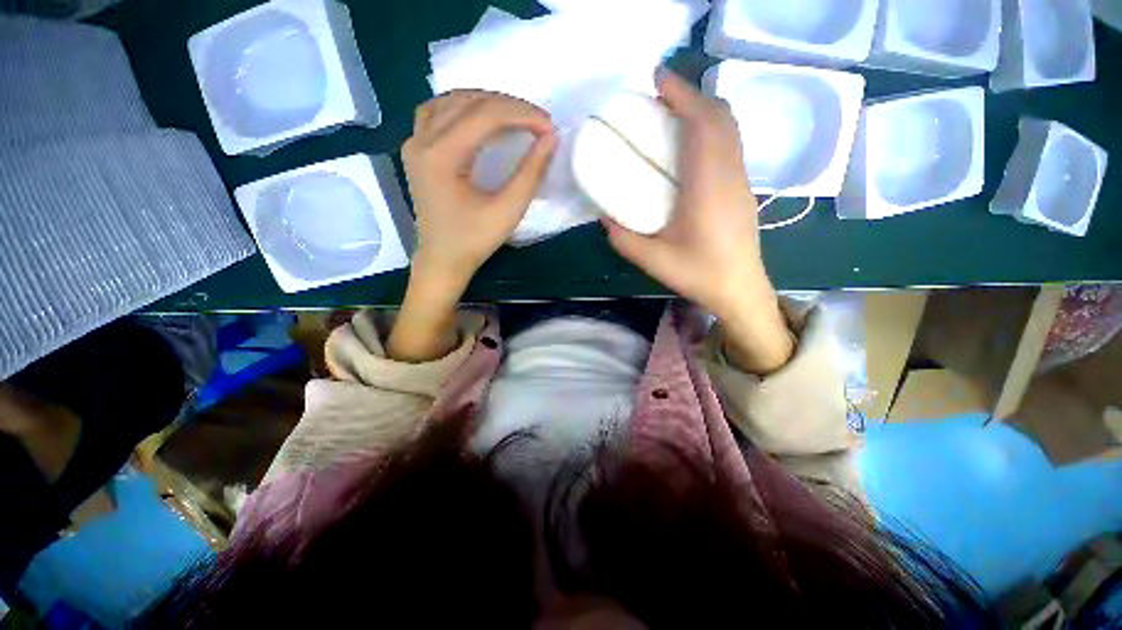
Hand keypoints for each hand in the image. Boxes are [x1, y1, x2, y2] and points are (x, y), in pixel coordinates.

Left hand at [389, 91, 556, 362]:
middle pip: (468, 101)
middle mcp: (421, 140)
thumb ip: (531, 173)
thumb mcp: (508, 211)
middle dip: (509, 106)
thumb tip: (550, 138)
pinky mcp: (415, 149)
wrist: (442, 260)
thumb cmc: (474, 241)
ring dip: (486, 102)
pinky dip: (463, 107)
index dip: (522, 115)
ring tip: (515, 116)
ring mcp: (414, 143)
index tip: (549, 126)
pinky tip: (480, 117)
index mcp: (441, 157)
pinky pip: (437, 111)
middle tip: (538, 122)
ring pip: (450, 100)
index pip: (486, 116)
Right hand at [604, 70, 792, 373]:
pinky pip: (730, 144)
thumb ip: (622, 238)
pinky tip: (689, 147)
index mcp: (708, 187)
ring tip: (672, 117)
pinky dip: (711, 130)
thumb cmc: (698, 274)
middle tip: (659, 99)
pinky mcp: (743, 189)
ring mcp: (741, 180)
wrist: (740, 289)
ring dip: (702, 112)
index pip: (703, 123)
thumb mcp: (651, 260)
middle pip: (720, 116)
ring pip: (729, 128)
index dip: (682, 94)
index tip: (657, 81)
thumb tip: (604, 216)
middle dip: (691, 97)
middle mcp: (730, 174)